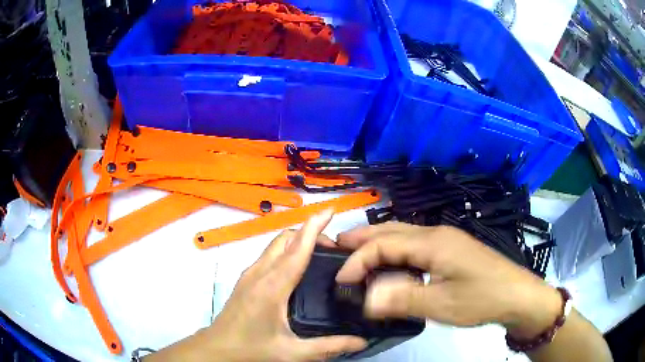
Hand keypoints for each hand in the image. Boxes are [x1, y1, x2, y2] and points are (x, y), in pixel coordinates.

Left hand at [148, 210, 365, 361]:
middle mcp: (259, 273)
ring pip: (275, 245)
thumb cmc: (251, 349)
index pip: (297, 248)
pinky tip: (296, 269)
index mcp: (272, 286)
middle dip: (309, 232)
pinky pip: (268, 255)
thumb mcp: (292, 352)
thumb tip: (361, 342)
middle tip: (334, 247)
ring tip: (319, 254)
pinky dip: (286, 250)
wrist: (216, 349)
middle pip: (285, 239)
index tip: (330, 211)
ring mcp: (249, 275)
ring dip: (297, 240)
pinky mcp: (245, 280)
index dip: (314, 225)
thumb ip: (328, 347)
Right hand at [335, 223, 562, 338]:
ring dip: (377, 242)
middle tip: (336, 246)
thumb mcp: (441, 305)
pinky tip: (391, 263)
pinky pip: (415, 245)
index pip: (383, 244)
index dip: (358, 261)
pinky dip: (395, 251)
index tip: (341, 282)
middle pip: (391, 230)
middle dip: (362, 237)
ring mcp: (446, 240)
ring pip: (403, 235)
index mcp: (432, 242)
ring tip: (356, 252)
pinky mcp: (452, 250)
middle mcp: (436, 234)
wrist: (517, 295)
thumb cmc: (481, 299)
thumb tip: (365, 298)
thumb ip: (402, 299)